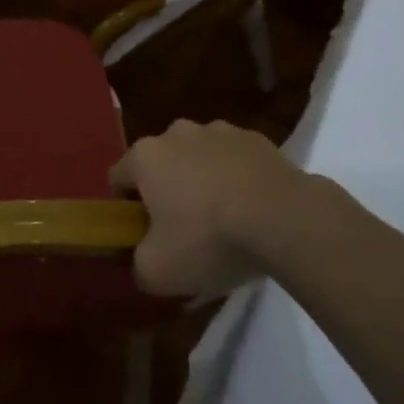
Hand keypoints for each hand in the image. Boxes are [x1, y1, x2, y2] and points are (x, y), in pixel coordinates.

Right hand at [110, 119, 323, 298]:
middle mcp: (176, 133)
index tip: (143, 235)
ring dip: (203, 181)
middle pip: (160, 164)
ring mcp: (219, 131)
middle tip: (184, 231)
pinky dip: (238, 179)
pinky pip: (236, 160)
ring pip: (199, 158)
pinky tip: (254, 211)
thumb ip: (137, 266)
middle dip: (167, 191)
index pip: (118, 178)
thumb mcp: (159, 272)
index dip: (125, 209)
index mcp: (144, 156)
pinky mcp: (257, 138)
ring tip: (225, 221)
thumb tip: (140, 262)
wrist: (286, 219)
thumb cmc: (209, 239)